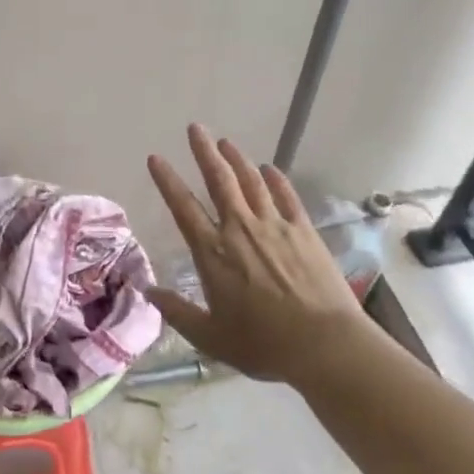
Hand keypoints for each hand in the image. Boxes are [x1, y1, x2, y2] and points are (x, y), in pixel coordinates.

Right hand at [146, 124, 370, 383]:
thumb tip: (148, 291)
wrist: (325, 345)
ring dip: (236, 159)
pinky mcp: (304, 232)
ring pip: (250, 182)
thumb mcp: (210, 337)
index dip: (167, 180)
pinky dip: (275, 179)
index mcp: (212, 253)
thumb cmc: (263, 344)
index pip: (183, 206)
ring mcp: (274, 226)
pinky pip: (286, 196)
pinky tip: (269, 169)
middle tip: (195, 128)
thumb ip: (176, 311)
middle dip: (204, 151)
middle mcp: (240, 229)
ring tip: (225, 141)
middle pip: (219, 180)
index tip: (155, 157)